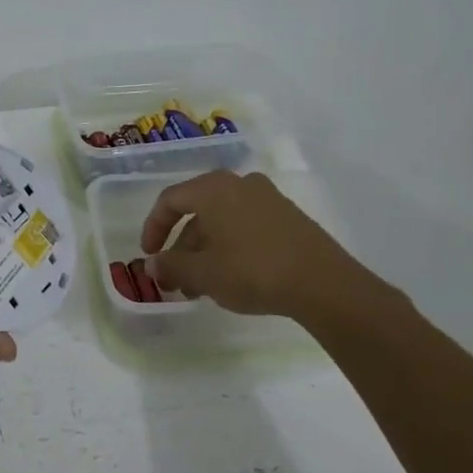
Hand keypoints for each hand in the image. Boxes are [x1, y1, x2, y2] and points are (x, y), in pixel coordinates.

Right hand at [138, 169, 402, 329]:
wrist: (323, 283)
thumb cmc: (252, 271)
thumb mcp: (203, 273)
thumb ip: (172, 265)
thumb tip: (153, 264)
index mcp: (213, 188)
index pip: (170, 200)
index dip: (153, 228)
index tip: (149, 256)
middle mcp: (239, 184)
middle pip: (197, 212)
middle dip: (181, 247)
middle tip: (175, 279)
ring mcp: (267, 198)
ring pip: (222, 222)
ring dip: (204, 251)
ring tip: (200, 287)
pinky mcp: (288, 217)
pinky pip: (245, 226)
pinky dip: (229, 247)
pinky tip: (230, 277)